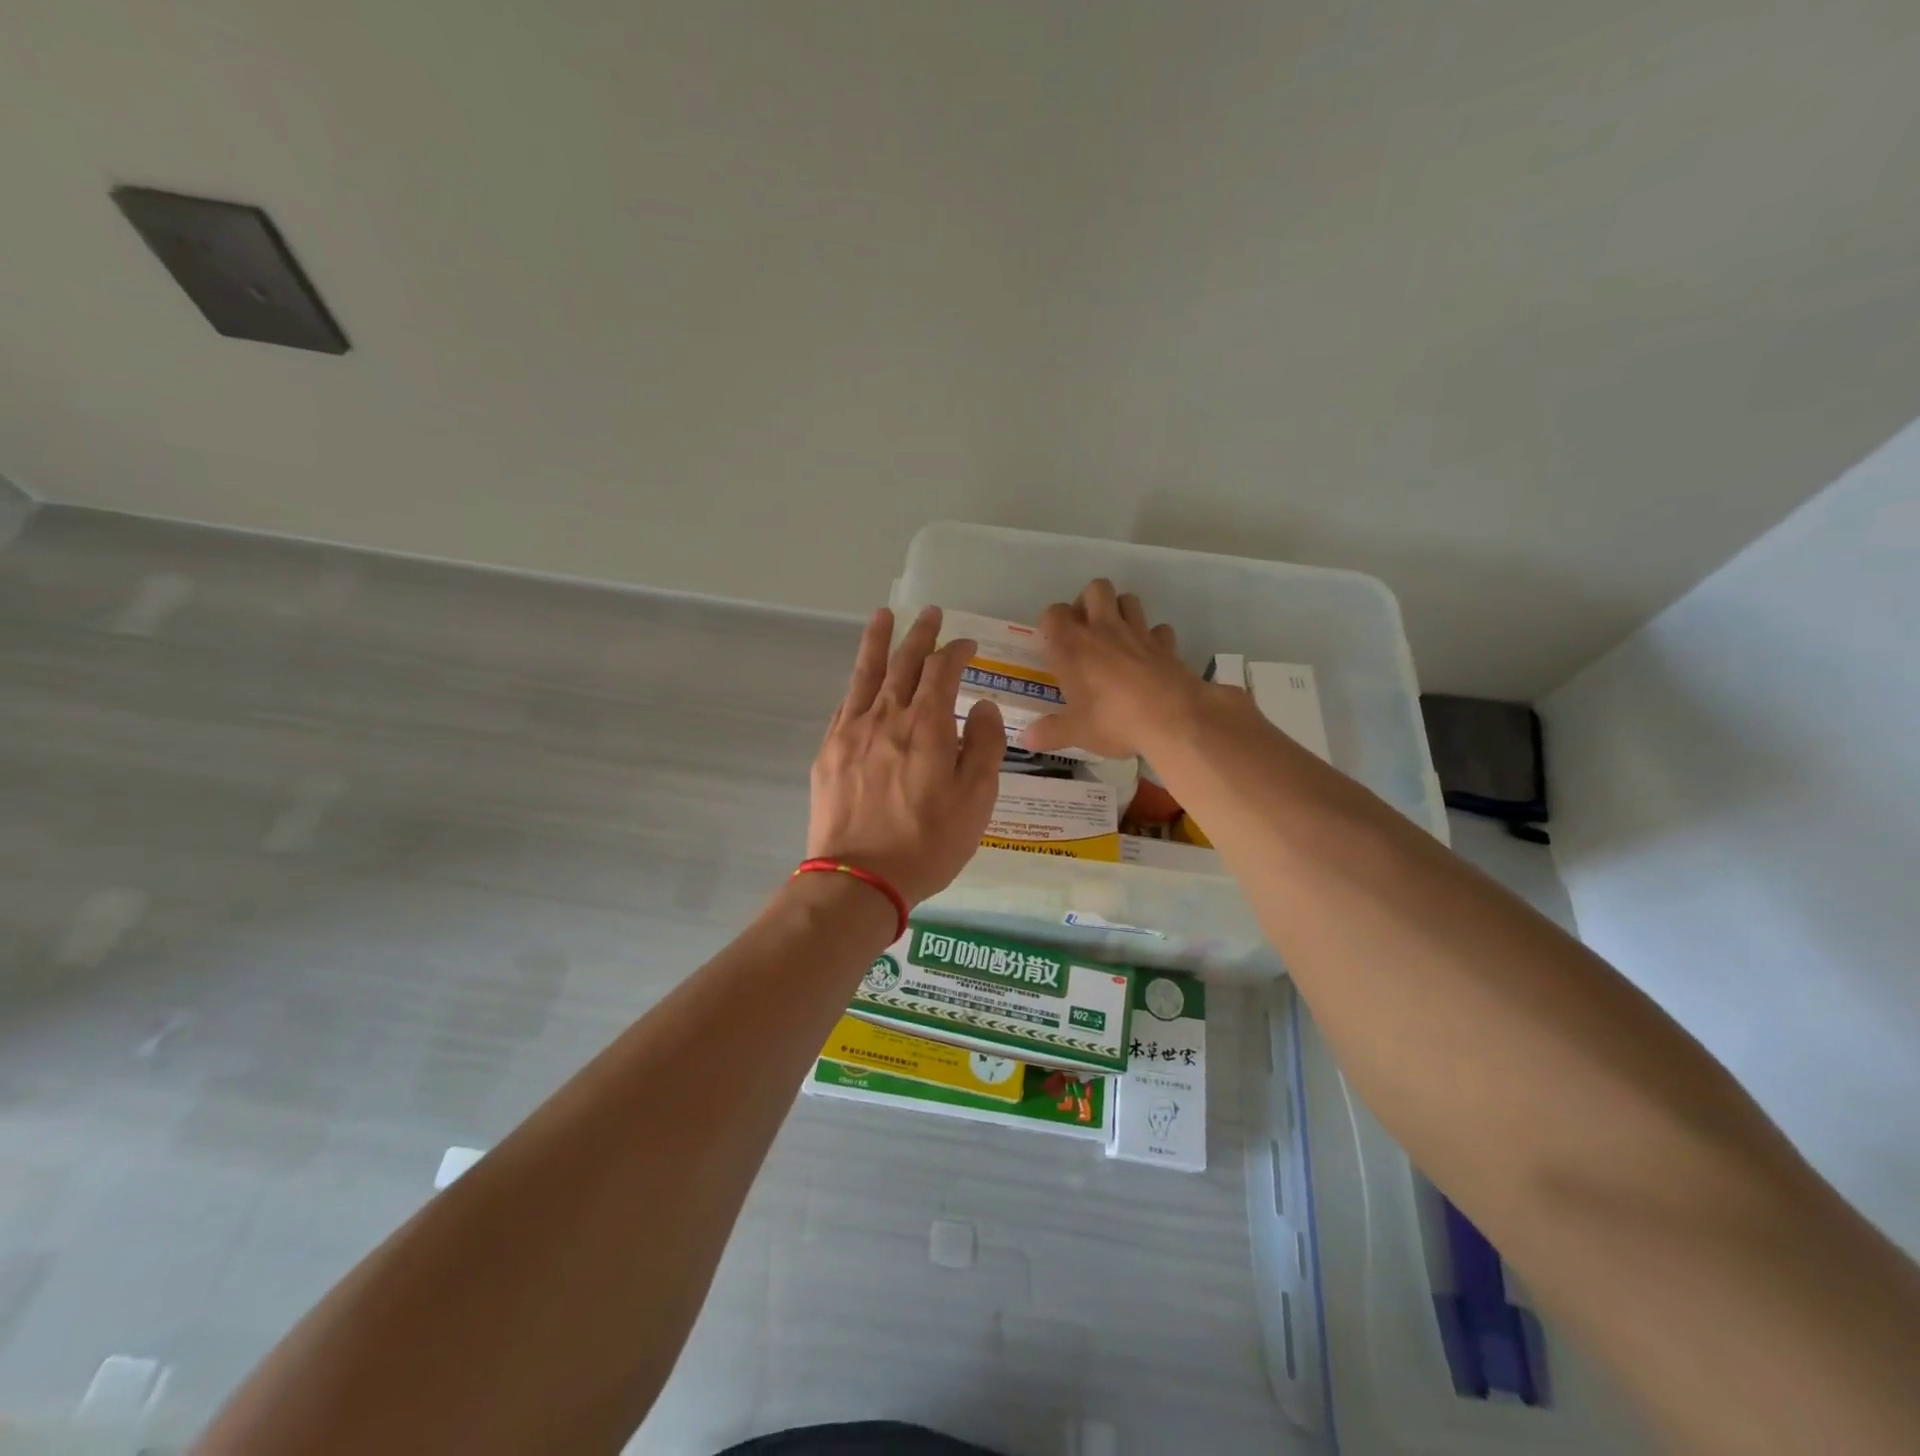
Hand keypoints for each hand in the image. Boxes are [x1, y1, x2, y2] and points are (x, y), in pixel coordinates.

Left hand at [807, 605, 1005, 905]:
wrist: (860, 878)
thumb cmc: (928, 842)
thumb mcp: (976, 798)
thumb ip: (984, 745)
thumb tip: (981, 705)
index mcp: (926, 725)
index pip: (942, 670)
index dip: (957, 651)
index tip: (968, 645)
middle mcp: (886, 717)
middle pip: (904, 663)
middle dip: (920, 635)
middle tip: (930, 614)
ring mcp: (851, 732)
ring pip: (866, 674)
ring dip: (878, 641)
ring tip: (883, 616)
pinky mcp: (828, 752)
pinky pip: (845, 704)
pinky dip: (857, 684)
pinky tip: (860, 679)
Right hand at [1020, 579, 1211, 758]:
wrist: (1172, 719)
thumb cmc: (1113, 721)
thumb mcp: (1075, 732)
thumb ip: (1049, 732)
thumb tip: (1026, 739)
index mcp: (1072, 646)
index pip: (1053, 613)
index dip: (1052, 624)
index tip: (1054, 645)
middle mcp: (1103, 630)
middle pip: (1095, 589)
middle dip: (1089, 603)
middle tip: (1085, 632)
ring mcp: (1138, 633)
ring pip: (1128, 599)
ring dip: (1120, 611)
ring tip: (1115, 639)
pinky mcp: (1166, 645)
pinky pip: (1158, 629)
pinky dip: (1153, 638)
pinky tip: (1149, 657)